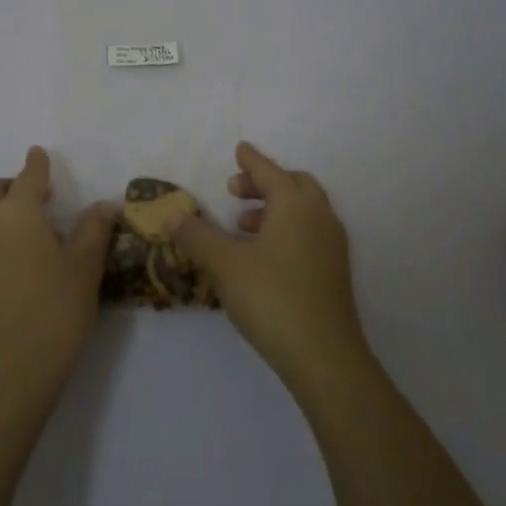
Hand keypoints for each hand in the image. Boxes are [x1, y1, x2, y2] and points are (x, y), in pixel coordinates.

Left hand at [0, 146, 115, 412]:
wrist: (10, 374)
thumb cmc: (55, 311)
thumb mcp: (86, 267)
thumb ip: (95, 229)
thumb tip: (104, 206)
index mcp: (17, 213)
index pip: (28, 176)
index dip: (37, 164)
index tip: (40, 154)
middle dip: (12, 185)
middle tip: (39, 199)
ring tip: (27, 230)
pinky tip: (13, 262)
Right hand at [172, 142, 371, 395]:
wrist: (325, 356)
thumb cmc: (271, 298)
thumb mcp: (224, 264)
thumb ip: (196, 236)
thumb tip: (171, 215)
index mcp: (295, 204)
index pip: (269, 171)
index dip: (251, 161)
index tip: (239, 149)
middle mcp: (319, 216)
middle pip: (293, 185)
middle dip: (264, 183)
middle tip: (234, 191)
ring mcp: (332, 244)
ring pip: (304, 210)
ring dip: (274, 208)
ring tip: (242, 225)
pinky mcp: (335, 271)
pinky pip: (309, 232)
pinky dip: (287, 228)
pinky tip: (263, 255)